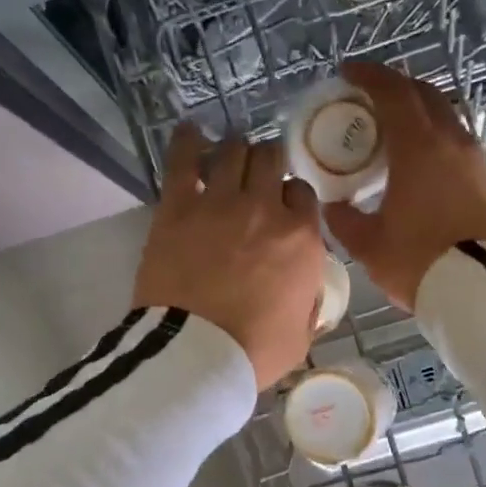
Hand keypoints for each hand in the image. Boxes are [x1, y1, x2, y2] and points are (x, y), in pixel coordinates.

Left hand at [133, 124, 325, 391]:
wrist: (195, 354)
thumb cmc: (253, 352)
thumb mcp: (301, 335)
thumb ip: (307, 302)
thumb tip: (304, 289)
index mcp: (302, 239)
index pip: (303, 193)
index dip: (290, 196)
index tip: (281, 205)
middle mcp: (265, 209)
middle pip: (272, 159)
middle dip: (267, 162)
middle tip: (256, 172)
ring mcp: (221, 203)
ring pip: (234, 150)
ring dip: (235, 149)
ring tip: (228, 154)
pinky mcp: (178, 207)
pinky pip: (184, 159)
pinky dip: (189, 141)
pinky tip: (191, 132)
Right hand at [324, 61, 485, 310]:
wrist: (479, 289)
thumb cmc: (418, 260)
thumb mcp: (368, 244)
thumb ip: (344, 220)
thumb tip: (333, 207)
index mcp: (418, 147)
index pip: (394, 93)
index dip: (369, 77)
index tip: (348, 72)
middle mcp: (450, 142)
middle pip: (424, 95)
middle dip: (396, 87)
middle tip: (370, 97)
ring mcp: (474, 160)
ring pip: (445, 116)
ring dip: (419, 111)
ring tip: (393, 128)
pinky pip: (456, 142)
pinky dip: (434, 137)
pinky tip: (419, 160)